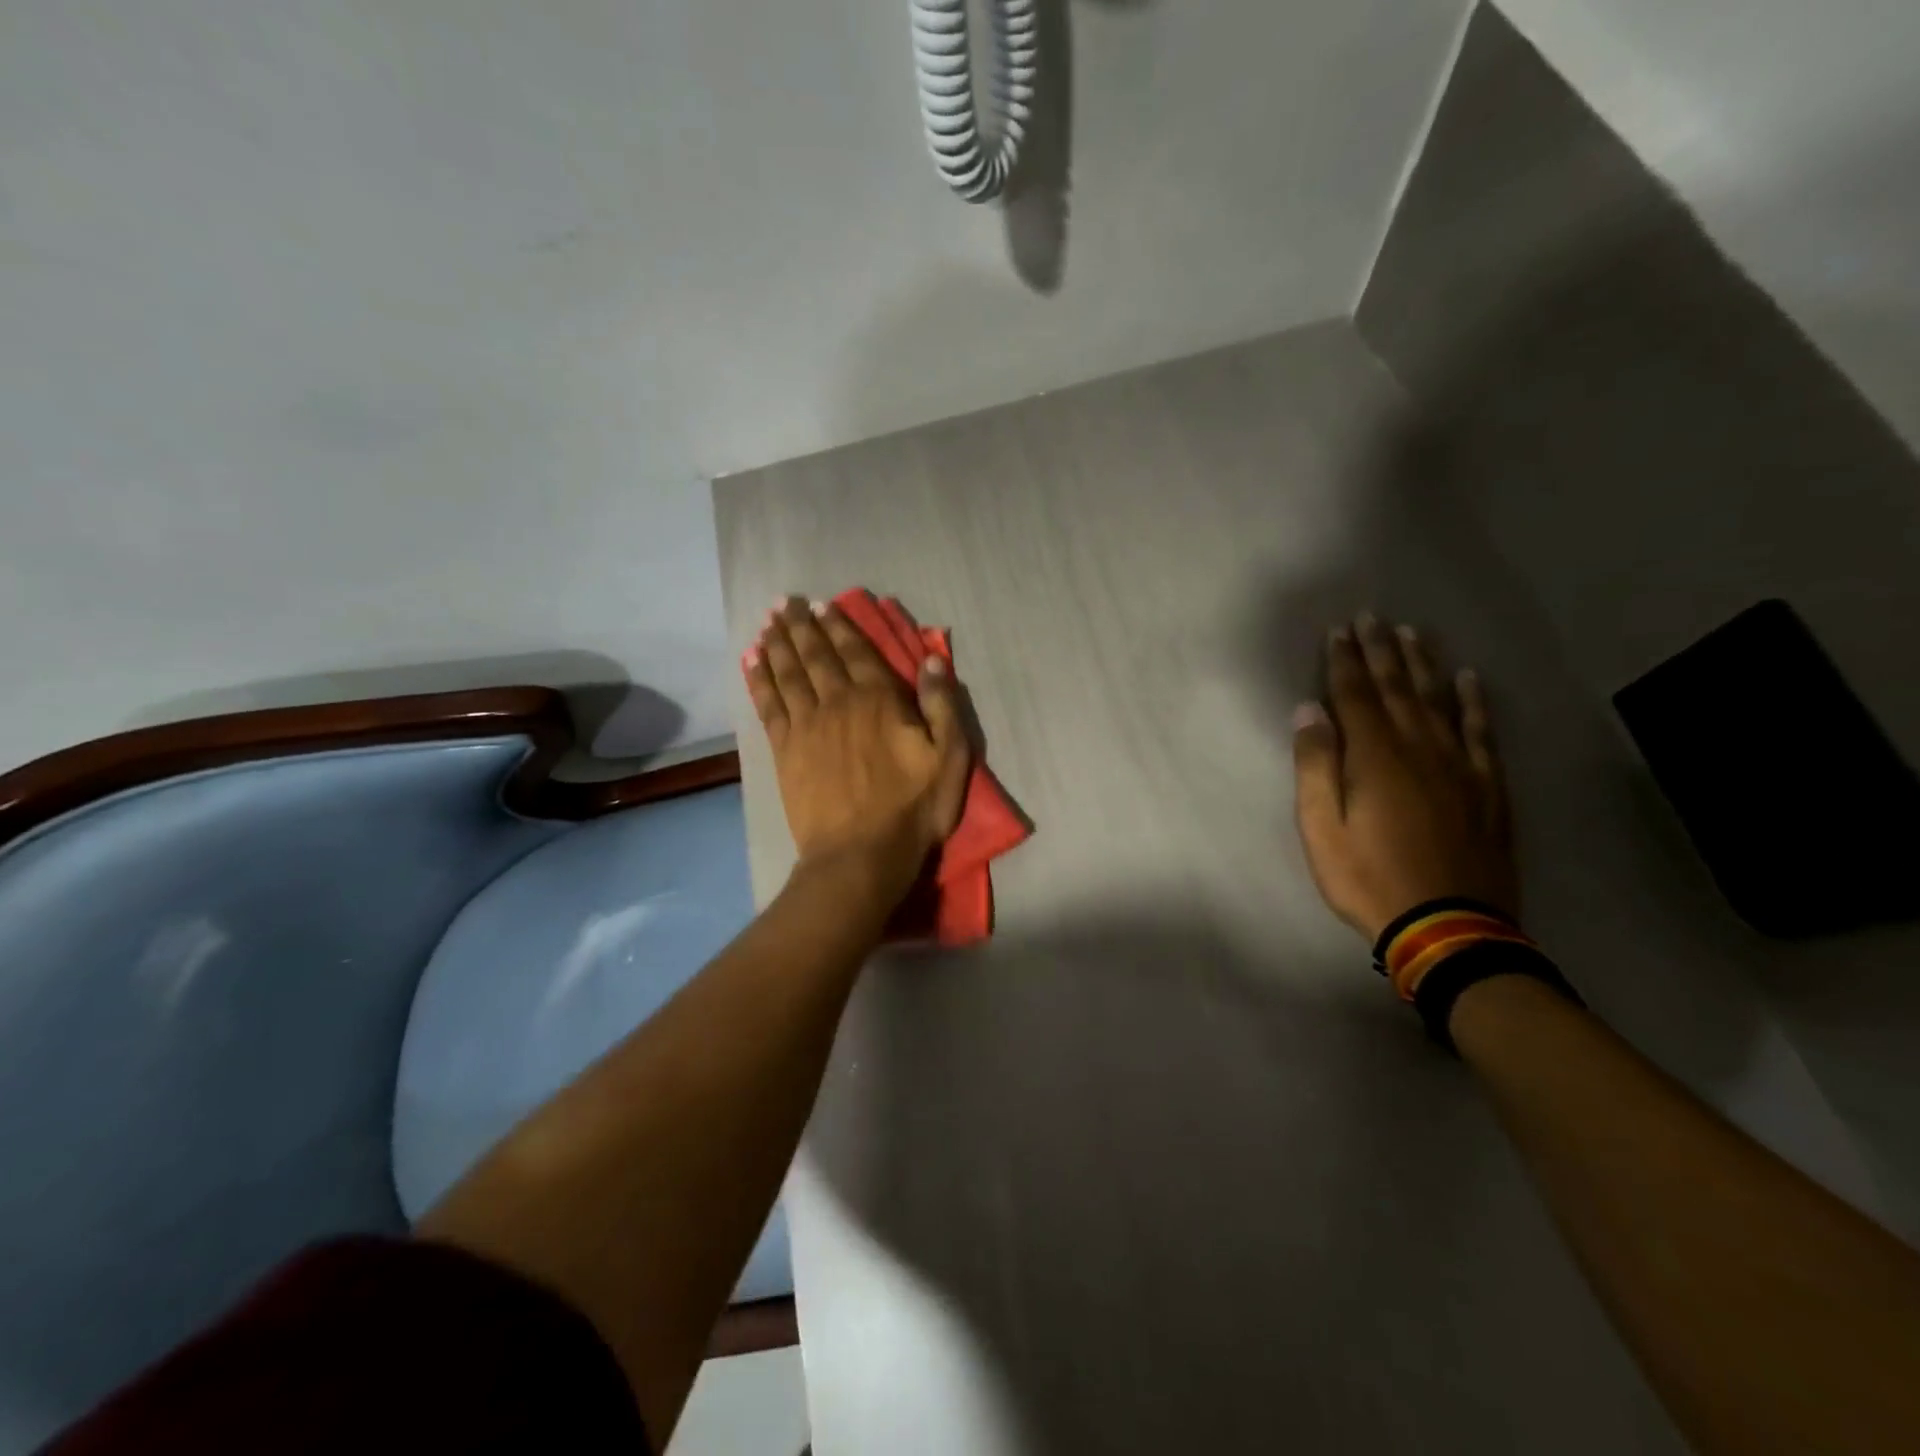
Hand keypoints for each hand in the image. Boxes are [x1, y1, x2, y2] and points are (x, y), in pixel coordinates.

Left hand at [745, 596, 972, 907]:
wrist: (860, 855)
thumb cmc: (912, 809)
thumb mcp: (950, 758)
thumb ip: (941, 705)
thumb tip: (932, 659)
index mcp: (878, 700)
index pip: (856, 651)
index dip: (838, 626)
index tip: (822, 605)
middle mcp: (838, 702)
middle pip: (816, 655)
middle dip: (800, 626)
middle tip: (785, 603)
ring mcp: (806, 725)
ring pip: (788, 673)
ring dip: (777, 644)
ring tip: (767, 622)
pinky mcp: (784, 750)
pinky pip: (768, 704)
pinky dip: (759, 679)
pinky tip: (751, 662)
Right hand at [1291, 614, 1517, 941]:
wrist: (1448, 928)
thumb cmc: (1368, 878)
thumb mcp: (1321, 828)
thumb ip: (1315, 766)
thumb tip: (1309, 711)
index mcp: (1374, 758)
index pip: (1355, 696)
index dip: (1344, 661)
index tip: (1338, 630)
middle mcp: (1419, 749)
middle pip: (1397, 689)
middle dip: (1380, 651)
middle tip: (1373, 617)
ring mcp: (1459, 766)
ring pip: (1439, 702)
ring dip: (1423, 665)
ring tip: (1413, 634)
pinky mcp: (1487, 787)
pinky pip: (1481, 733)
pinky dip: (1474, 704)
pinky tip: (1469, 681)